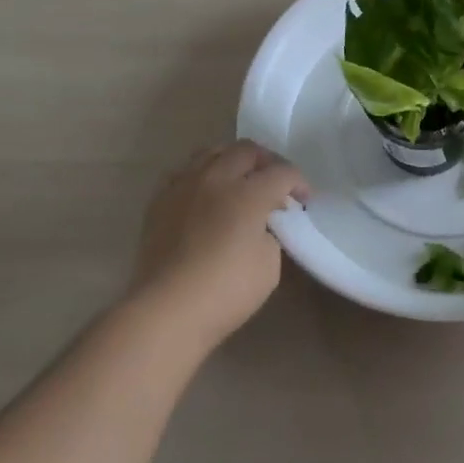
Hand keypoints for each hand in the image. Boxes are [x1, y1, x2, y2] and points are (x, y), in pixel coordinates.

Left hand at [126, 141, 308, 354]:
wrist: (166, 311)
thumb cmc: (225, 291)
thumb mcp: (269, 265)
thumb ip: (270, 233)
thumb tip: (262, 223)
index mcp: (248, 194)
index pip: (282, 172)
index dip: (299, 182)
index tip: (303, 199)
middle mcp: (216, 179)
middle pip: (247, 150)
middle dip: (268, 161)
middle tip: (276, 183)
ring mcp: (184, 186)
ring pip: (212, 152)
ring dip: (233, 160)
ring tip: (240, 180)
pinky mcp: (160, 201)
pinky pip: (185, 172)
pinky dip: (203, 175)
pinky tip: (207, 194)